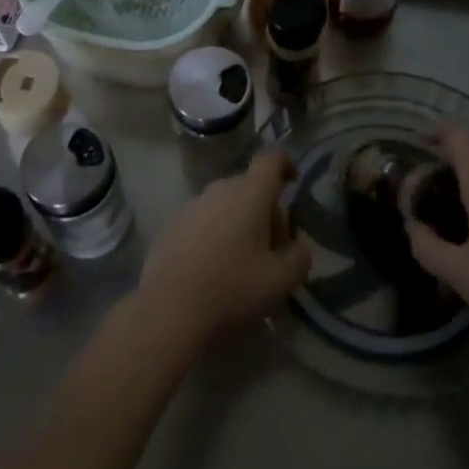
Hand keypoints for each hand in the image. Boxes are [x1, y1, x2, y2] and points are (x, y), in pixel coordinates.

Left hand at [138, 150, 312, 347]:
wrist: (169, 310)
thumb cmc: (232, 289)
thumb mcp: (281, 281)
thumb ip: (299, 257)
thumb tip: (298, 245)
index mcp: (249, 194)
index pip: (272, 158)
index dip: (287, 164)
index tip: (294, 184)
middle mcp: (219, 189)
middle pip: (249, 186)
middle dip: (265, 209)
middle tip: (272, 246)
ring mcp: (190, 205)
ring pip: (224, 204)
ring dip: (238, 222)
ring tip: (241, 261)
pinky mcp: (170, 225)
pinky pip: (201, 220)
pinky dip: (213, 234)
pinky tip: (211, 268)